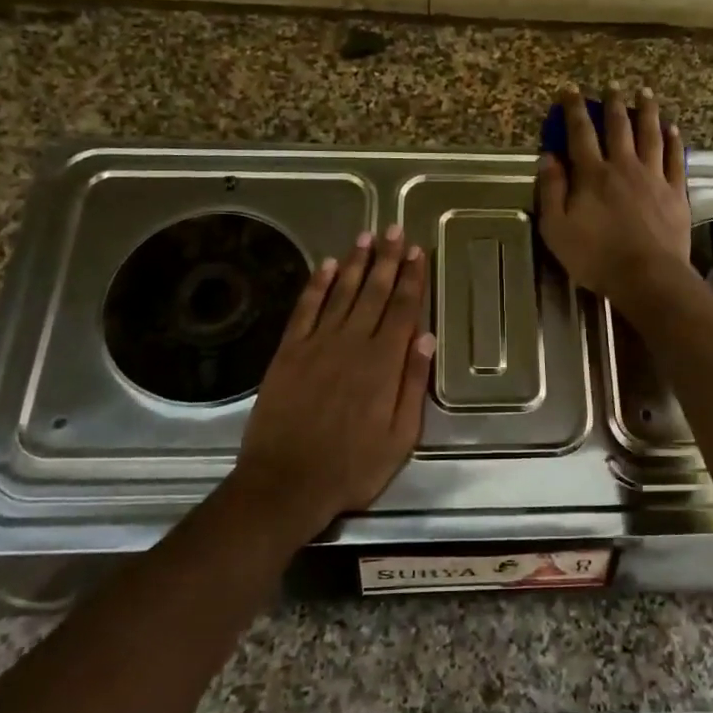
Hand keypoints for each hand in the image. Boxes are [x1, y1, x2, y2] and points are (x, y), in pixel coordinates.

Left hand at [232, 226, 435, 540]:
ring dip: (354, 263)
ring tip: (365, 237)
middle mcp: (352, 344)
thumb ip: (413, 384)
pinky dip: (316, 285)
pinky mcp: (288, 353)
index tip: (416, 251)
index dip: (411, 278)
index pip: (402, 309)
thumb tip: (426, 337)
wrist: (286, 483)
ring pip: (340, 293)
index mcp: (383, 363)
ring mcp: (316, 345)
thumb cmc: (352, 467)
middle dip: (386, 260)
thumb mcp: (400, 437)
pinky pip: (305, 310)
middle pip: (373, 293)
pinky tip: (325, 266)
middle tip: (393, 229)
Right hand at [537, 85, 691, 311]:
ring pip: (650, 135)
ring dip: (647, 112)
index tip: (570, 90)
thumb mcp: (556, 228)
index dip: (574, 109)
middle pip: (619, 127)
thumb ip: (551, 190)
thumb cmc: (595, 257)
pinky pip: (675, 159)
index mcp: (592, 175)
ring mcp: (653, 177)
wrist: (646, 276)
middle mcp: (623, 167)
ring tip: (646, 93)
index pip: (580, 133)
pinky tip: (672, 129)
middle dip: (614, 103)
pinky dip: (673, 141)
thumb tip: (548, 157)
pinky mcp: (675, 192)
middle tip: (612, 85)